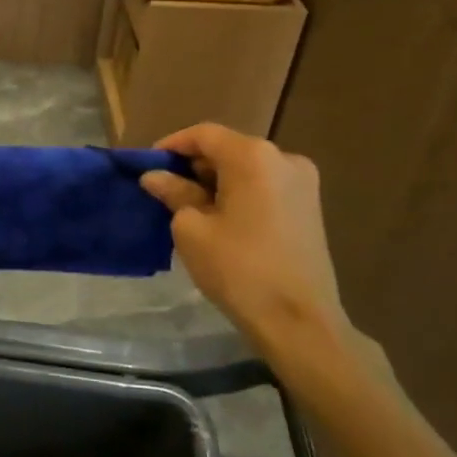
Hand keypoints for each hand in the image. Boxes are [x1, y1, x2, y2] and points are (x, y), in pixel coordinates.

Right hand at [139, 123, 362, 378]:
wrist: (300, 322)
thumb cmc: (239, 269)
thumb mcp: (192, 229)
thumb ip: (174, 193)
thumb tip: (155, 177)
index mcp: (253, 156)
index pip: (203, 135)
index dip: (172, 145)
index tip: (147, 165)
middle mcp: (284, 158)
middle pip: (228, 148)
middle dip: (194, 165)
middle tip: (164, 188)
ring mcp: (303, 183)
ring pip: (247, 168)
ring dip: (216, 180)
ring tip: (188, 205)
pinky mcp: (310, 207)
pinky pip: (265, 186)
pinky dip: (239, 193)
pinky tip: (220, 217)